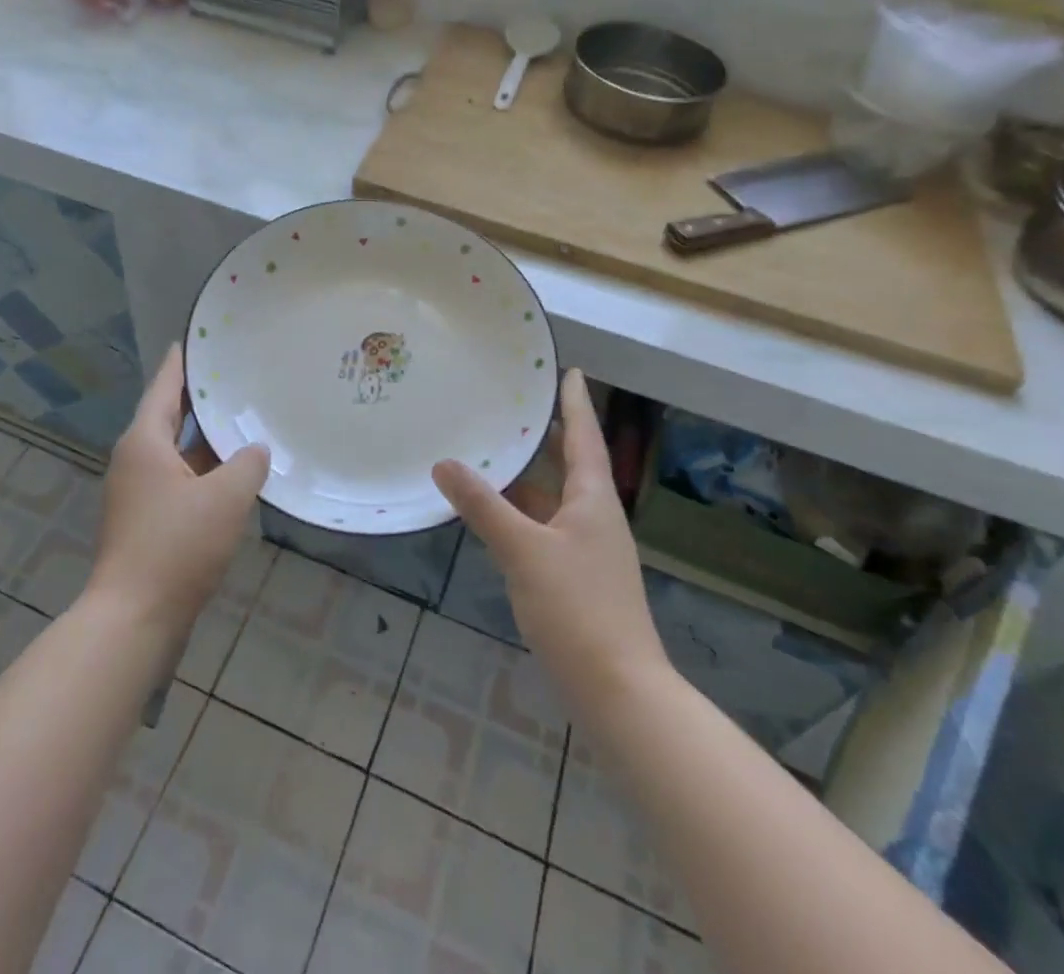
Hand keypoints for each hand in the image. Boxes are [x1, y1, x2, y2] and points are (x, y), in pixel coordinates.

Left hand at [86, 345, 270, 635]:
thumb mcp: (225, 498)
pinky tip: (235, 472)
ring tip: (244, 417)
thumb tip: (255, 449)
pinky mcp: (146, 520)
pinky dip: (204, 470)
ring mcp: (138, 492)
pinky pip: (179, 479)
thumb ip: (247, 464)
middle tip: (236, 373)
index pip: (165, 385)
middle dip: (201, 397)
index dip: (183, 360)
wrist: (133, 619)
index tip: (201, 337)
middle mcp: (135, 459)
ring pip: (177, 451)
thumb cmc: (176, 546)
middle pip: (169, 415)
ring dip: (207, 438)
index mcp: (144, 441)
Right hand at [432, 369, 664, 700]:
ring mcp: (588, 550)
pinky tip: (497, 514)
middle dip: (548, 434)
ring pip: (556, 498)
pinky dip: (524, 512)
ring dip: (531, 475)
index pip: (584, 437)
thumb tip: (445, 463)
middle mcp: (595, 518)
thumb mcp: (523, 551)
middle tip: (516, 403)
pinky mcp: (577, 579)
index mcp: (592, 500)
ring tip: (496, 450)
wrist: (618, 692)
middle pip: (572, 464)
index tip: (569, 370)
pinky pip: (547, 527)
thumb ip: (483, 506)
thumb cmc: (577, 609)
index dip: (575, 402)